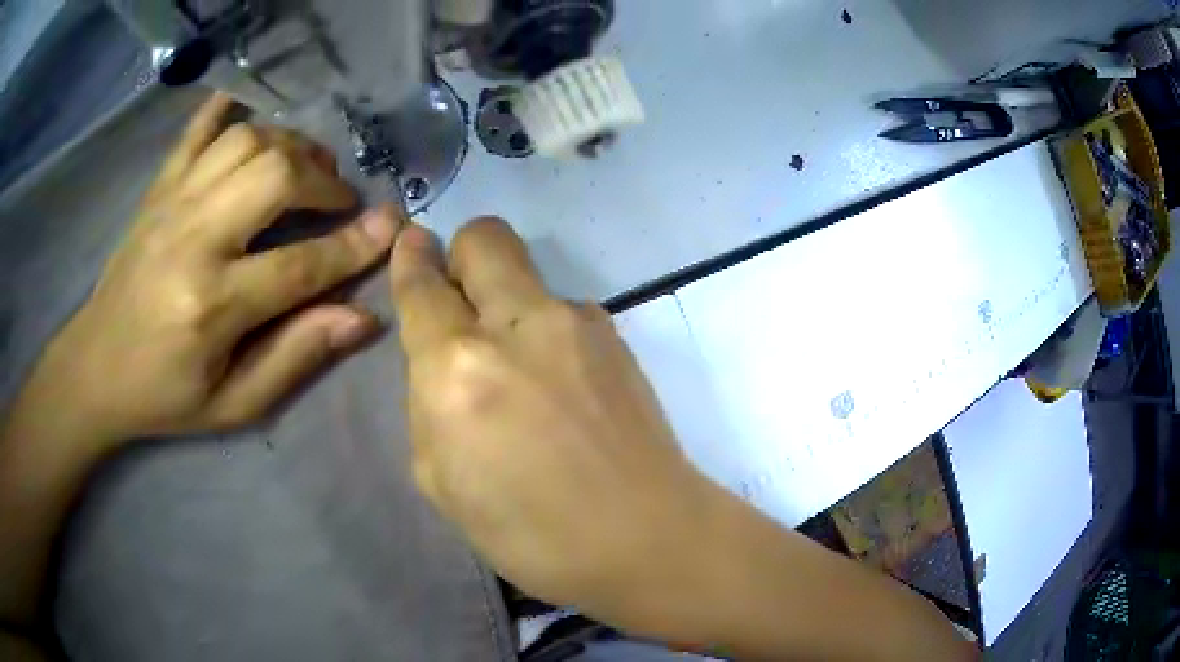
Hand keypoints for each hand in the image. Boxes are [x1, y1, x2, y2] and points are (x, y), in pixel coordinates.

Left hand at [21, 93, 401, 448]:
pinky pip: (195, 130)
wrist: (94, 368)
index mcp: (211, 305)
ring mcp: (171, 203)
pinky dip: (226, 108)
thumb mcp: (232, 404)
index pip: (300, 264)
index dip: (354, 244)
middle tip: (337, 200)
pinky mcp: (157, 188)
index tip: (393, 224)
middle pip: (275, 175)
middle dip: (321, 181)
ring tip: (303, 169)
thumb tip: (361, 318)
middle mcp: (193, 238)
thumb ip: (294, 358)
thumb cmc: (164, 396)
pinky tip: (248, 106)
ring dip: (288, 145)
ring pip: (245, 140)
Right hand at [389, 218, 714, 626]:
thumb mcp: (441, 481)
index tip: (412, 246)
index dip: (411, 260)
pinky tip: (563, 386)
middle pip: (484, 238)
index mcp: (458, 369)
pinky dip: (548, 332)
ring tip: (523, 370)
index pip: (423, 286)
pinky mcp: (617, 337)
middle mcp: (517, 326)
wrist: (645, 537)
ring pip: (529, 276)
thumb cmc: (529, 534)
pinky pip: (565, 312)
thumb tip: (440, 360)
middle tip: (461, 297)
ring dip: (509, 304)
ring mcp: (577, 324)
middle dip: (462, 251)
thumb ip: (429, 404)